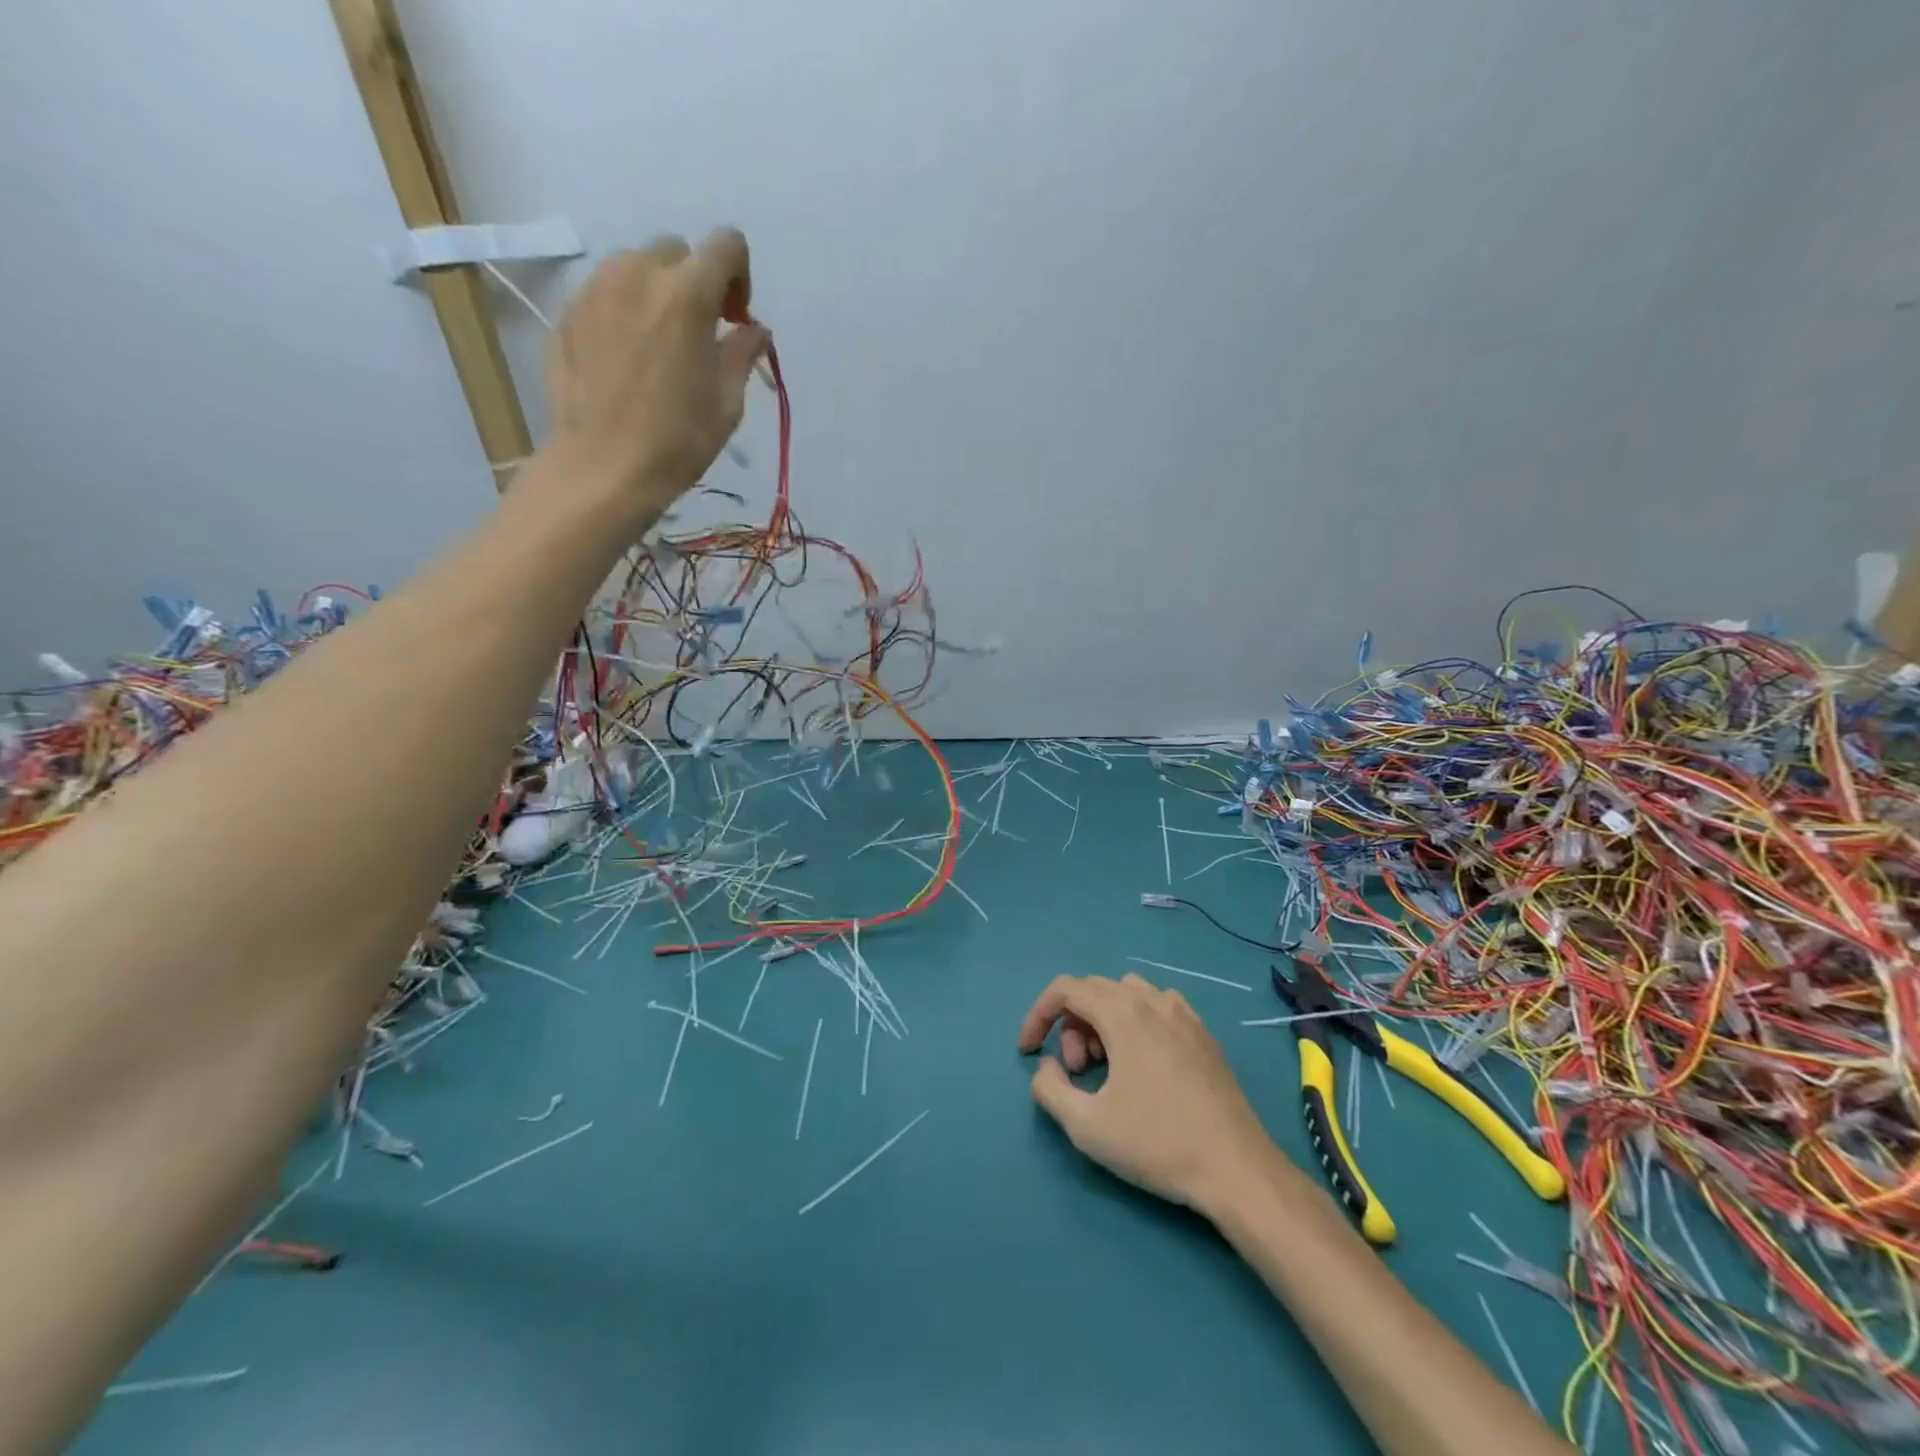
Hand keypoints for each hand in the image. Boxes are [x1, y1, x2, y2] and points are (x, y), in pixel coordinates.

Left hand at [543, 229, 769, 519]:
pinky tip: (627, 361)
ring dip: (657, 294)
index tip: (736, 319)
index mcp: (687, 292)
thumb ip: (743, 352)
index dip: (740, 276)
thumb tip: (754, 330)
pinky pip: (606, 294)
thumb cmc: (678, 439)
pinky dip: (624, 313)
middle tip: (699, 334)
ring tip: (660, 346)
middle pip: (677, 252)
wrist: (604, 467)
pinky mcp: (568, 312)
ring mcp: (596, 289)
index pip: (726, 245)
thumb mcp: (727, 401)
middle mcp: (637, 273)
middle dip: (695, 284)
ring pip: (636, 267)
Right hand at [1018, 973, 1281, 1215]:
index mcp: (1123, 1013)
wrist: (1236, 1169)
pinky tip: (1143, 1064)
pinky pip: (1158, 1007)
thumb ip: (1049, 1089)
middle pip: (1094, 990)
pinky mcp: (1204, 1034)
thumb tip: (1047, 1067)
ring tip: (1108, 1068)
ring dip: (1103, 1021)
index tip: (1028, 1051)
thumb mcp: (1086, 1126)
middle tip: (1076, 1073)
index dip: (1038, 1014)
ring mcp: (1184, 1014)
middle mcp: (1153, 1001)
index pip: (1066, 988)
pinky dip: (1136, 1022)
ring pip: (1126, 994)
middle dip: (1071, 1025)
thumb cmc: (1157, 1144)